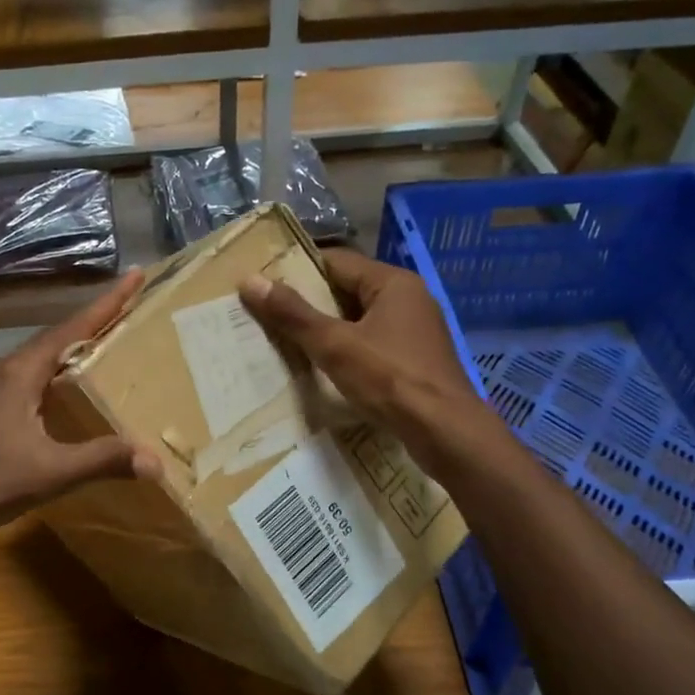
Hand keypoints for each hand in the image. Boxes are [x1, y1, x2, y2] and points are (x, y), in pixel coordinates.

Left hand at [0, 271, 158, 544]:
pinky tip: (59, 398)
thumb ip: (102, 461)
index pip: (71, 329)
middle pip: (54, 340)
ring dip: (69, 352)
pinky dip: (52, 379)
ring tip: (100, 351)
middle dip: (91, 325)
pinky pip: (24, 383)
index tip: (135, 276)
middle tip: (126, 314)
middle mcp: (1, 374)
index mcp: (20, 374)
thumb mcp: (51, 472)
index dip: (106, 303)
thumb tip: (154, 461)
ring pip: (36, 362)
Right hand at [239, 250, 481, 463]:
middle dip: (309, 304)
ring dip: (327, 331)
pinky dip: (347, 352)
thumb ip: (293, 314)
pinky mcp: (415, 361)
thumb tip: (250, 281)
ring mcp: (415, 332)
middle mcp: (408, 299)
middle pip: (348, 291)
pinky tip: (324, 370)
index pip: (337, 262)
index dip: (298, 270)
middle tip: (268, 316)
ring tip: (286, 343)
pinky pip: (372, 346)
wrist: (444, 432)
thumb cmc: (390, 379)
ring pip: (360, 321)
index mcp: (393, 283)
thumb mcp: (334, 345)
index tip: (265, 284)